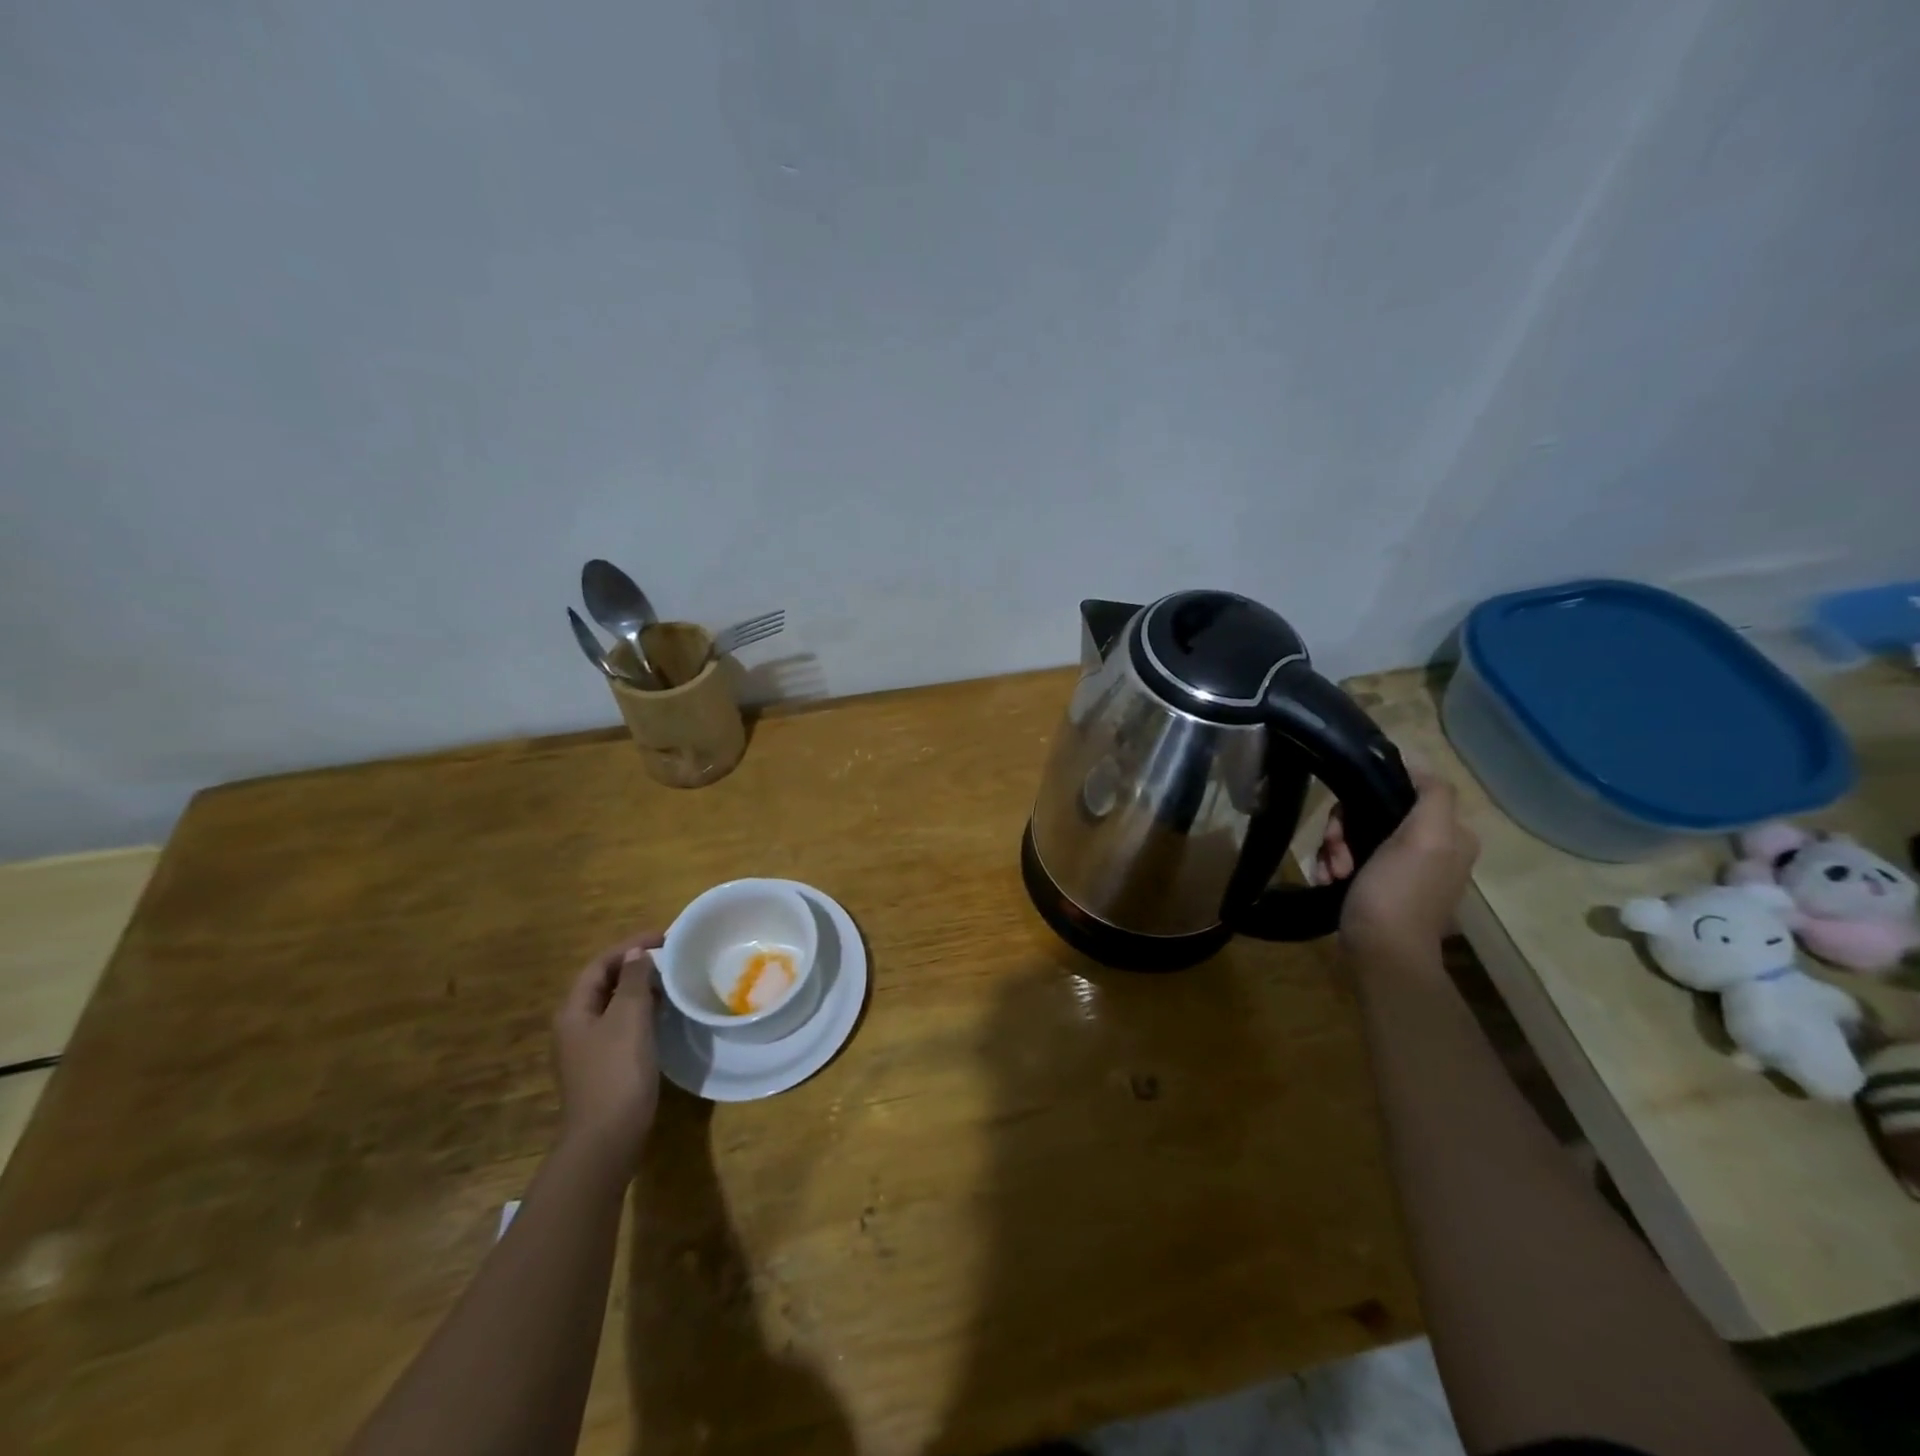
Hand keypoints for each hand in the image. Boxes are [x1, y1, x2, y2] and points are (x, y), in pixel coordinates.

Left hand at [553, 930, 665, 1169]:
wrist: (607, 1138)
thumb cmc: (617, 1072)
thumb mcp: (628, 1018)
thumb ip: (633, 981)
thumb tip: (636, 954)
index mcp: (574, 1010)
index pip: (600, 964)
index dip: (630, 946)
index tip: (665, 937)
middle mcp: (575, 1026)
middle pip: (604, 983)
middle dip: (635, 965)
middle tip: (670, 956)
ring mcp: (588, 1048)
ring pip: (614, 1005)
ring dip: (640, 988)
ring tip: (671, 980)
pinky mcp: (604, 1065)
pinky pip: (622, 1025)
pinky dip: (641, 1011)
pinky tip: (663, 1014)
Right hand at [1314, 774, 1478, 963]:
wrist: (1381, 955)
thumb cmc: (1399, 893)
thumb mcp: (1425, 837)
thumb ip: (1431, 794)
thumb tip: (1415, 762)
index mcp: (1450, 834)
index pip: (1401, 790)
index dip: (1369, 797)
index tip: (1348, 822)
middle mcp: (1432, 848)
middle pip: (1372, 813)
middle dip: (1344, 831)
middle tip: (1336, 854)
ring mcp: (1403, 870)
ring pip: (1355, 836)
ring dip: (1334, 850)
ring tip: (1331, 873)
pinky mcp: (1378, 888)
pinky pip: (1348, 860)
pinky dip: (1332, 867)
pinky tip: (1326, 880)